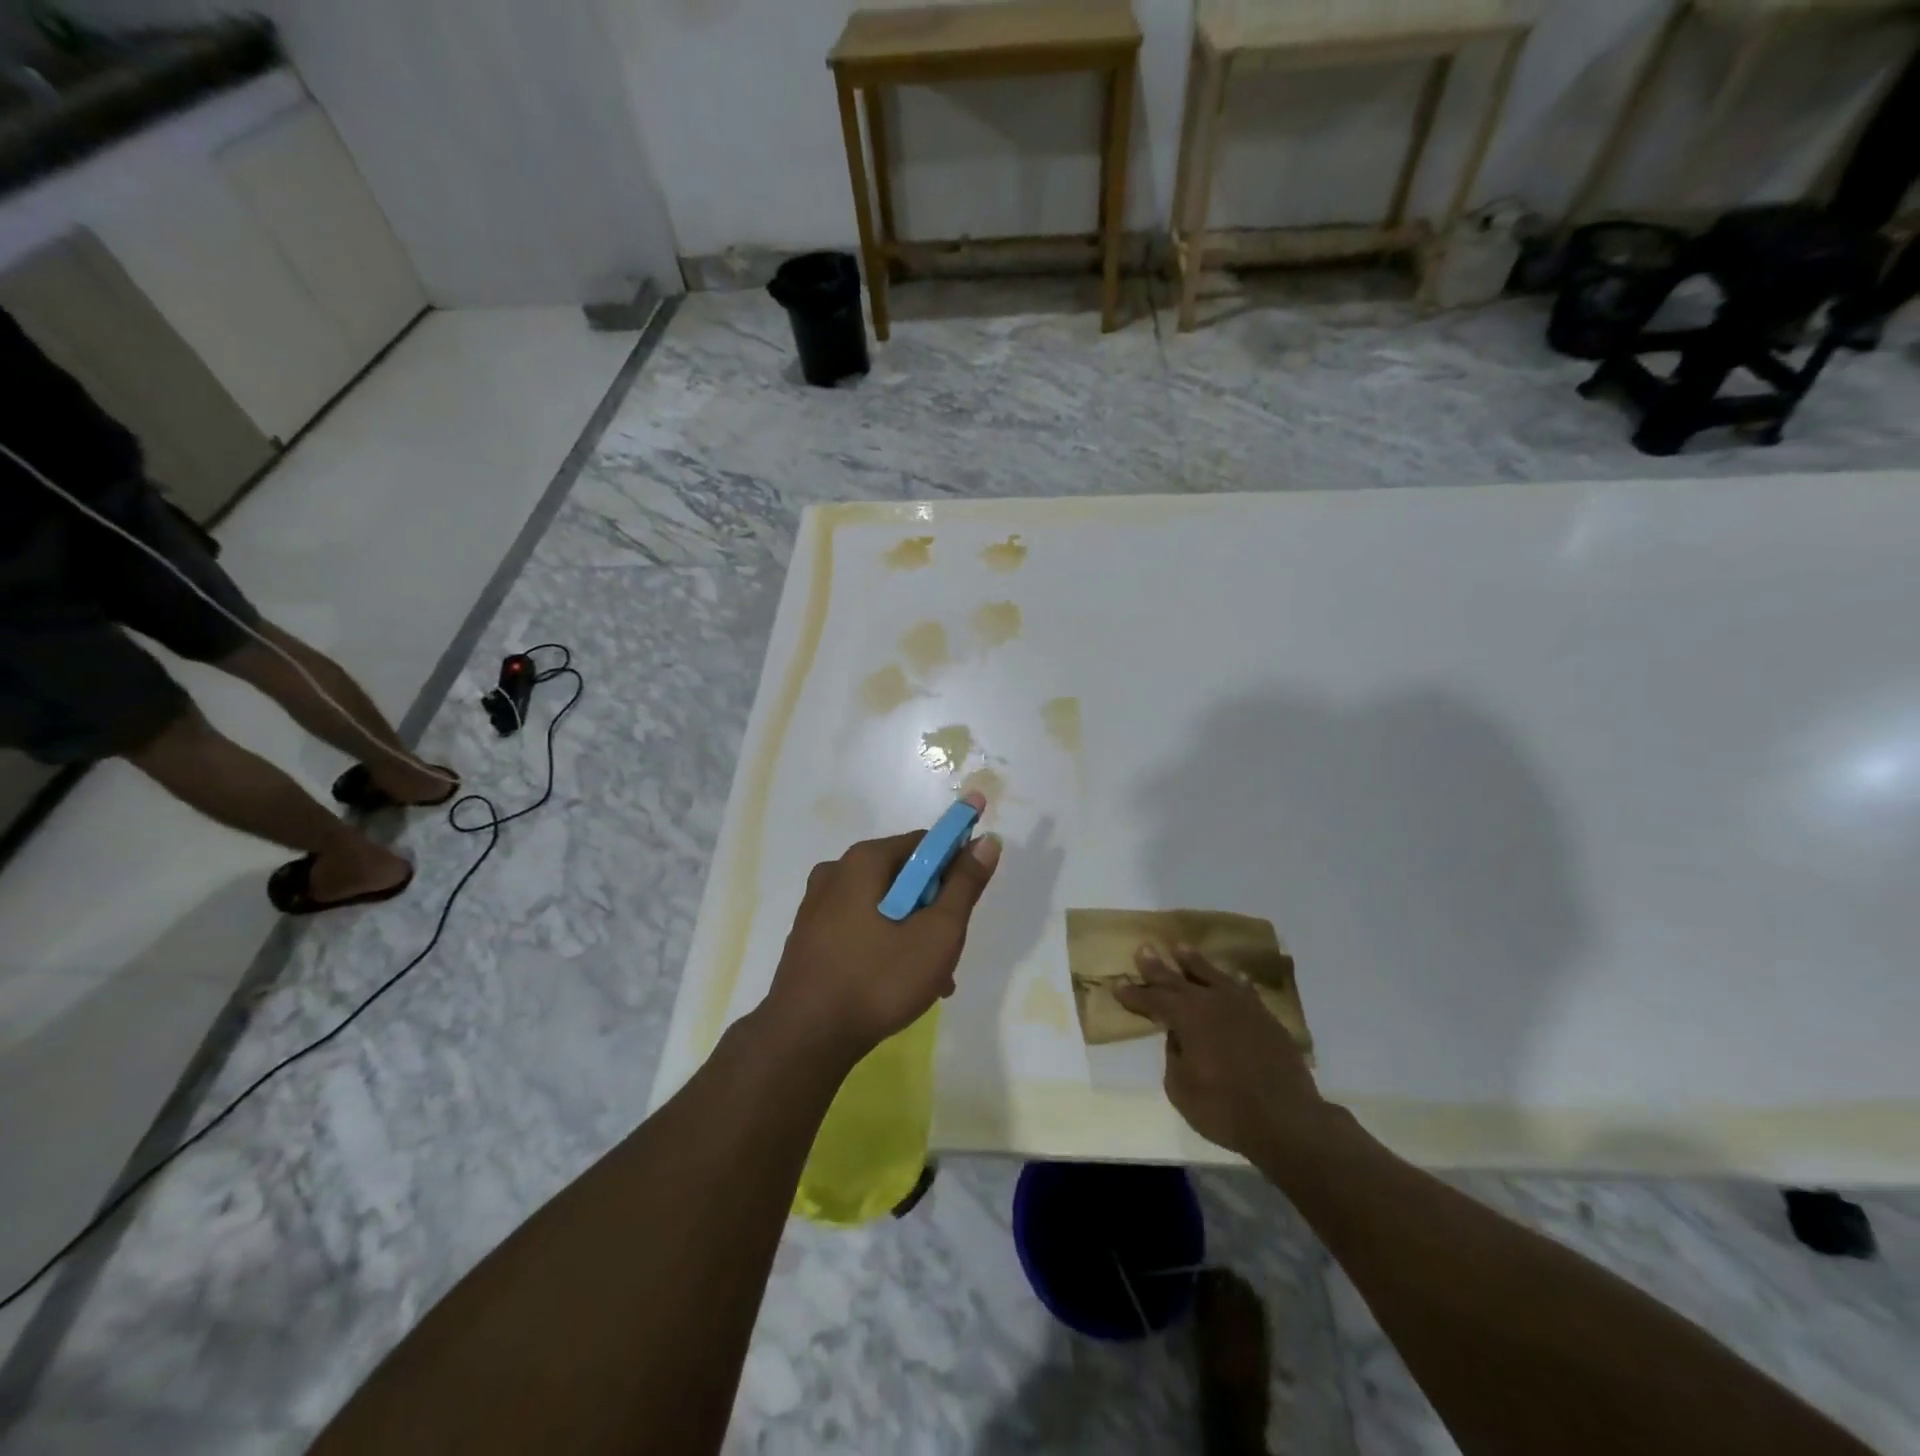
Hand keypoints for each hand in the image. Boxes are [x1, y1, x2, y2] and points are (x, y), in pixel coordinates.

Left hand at [763, 796, 1001, 1068]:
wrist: (805, 1039)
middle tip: (949, 950)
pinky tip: (897, 984)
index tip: (966, 906)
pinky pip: (860, 927)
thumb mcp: (937, 932)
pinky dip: (885, 945)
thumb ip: (964, 884)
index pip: (925, 843)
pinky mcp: (810, 936)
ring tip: (931, 979)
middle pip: (904, 876)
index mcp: (864, 860)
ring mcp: (817, 905)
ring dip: (913, 933)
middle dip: (933, 909)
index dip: (955, 867)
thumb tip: (987, 840)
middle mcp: (836, 872)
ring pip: (883, 906)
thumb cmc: (879, 980)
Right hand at [1114, 945, 1331, 1162]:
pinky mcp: (1266, 1019)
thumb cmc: (1225, 1109)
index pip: (1154, 999)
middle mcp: (1213, 1002)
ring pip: (1213, 976)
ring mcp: (1243, 1007)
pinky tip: (1233, 979)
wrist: (1287, 1121)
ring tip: (1181, 949)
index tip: (1118, 986)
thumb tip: (1178, 1038)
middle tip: (1143, 949)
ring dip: (1195, 963)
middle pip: (1179, 979)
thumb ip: (1174, 1056)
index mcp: (1188, 1017)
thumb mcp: (1181, 1089)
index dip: (1135, 994)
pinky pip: (1244, 992)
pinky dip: (1234, 983)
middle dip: (1158, 967)